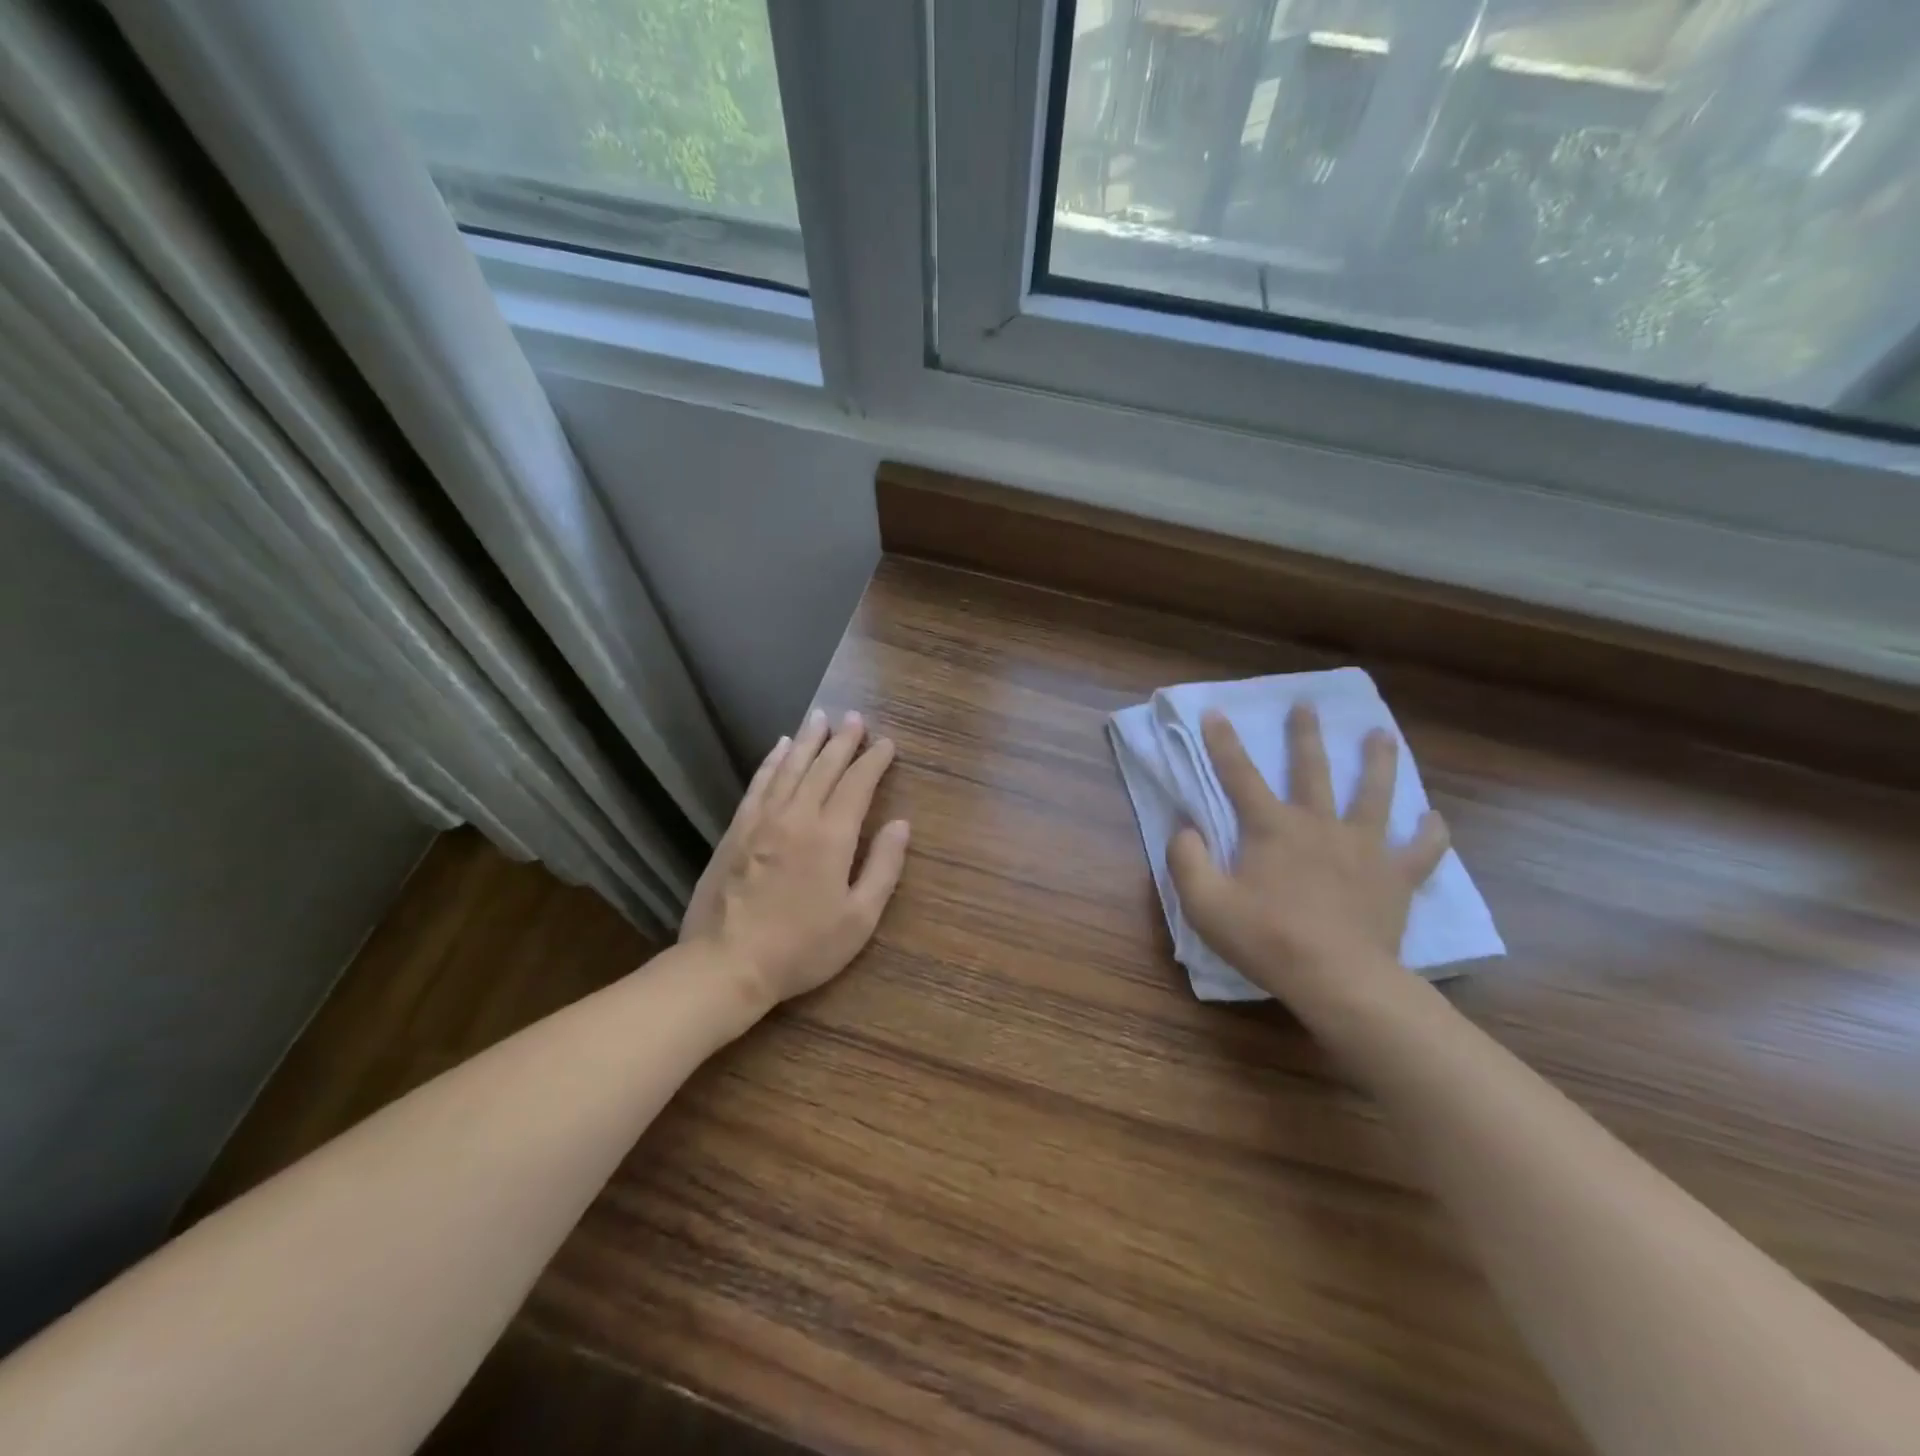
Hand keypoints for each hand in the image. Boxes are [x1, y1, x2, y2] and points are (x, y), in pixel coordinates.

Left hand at [681, 707, 909, 1011]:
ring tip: (820, 717)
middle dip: (843, 740)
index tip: (886, 743)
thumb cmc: (802, 947)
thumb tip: (901, 825)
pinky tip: (780, 747)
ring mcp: (761, 819)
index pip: (857, 785)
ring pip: (790, 767)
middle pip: (824, 767)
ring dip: (808, 740)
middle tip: (855, 717)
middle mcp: (797, 816)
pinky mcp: (736, 829)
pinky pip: (759, 782)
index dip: (873, 761)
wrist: (727, 963)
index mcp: (831, 836)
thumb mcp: (858, 919)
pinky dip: (772, 760)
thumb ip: (883, 867)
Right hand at [1168, 704, 1449, 1008]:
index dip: (1224, 742)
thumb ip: (1187, 859)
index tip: (1216, 711)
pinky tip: (1433, 819)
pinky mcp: (1395, 877)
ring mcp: (1364, 848)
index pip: (1240, 775)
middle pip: (1311, 770)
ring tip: (1381, 735)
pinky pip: (1421, 850)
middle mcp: (1319, 824)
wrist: (1338, 978)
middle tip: (1306, 705)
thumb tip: (1185, 828)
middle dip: (1305, 735)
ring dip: (1377, 762)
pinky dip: (1430, 833)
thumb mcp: (1204, 903)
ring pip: (1373, 794)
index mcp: (1271, 827)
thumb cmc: (1266, 939)